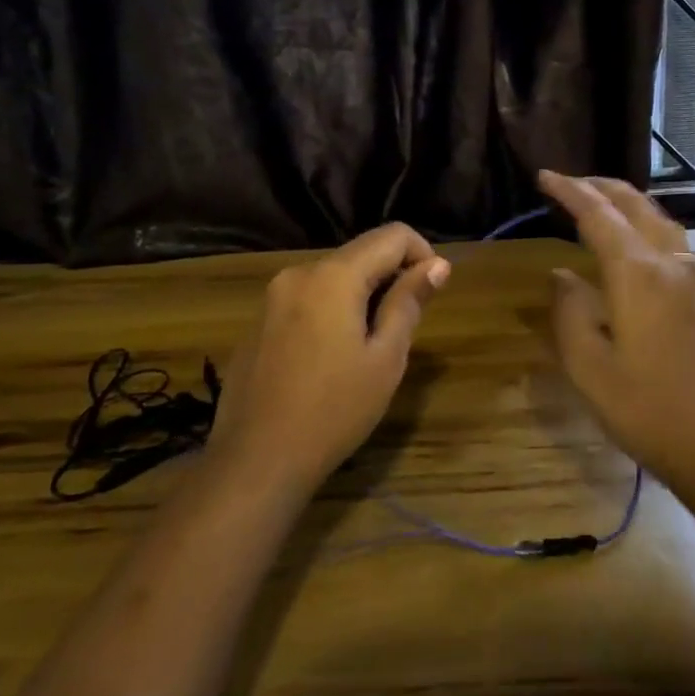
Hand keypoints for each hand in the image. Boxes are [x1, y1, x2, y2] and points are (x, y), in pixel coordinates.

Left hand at [209, 224, 449, 495]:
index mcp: (334, 275)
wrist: (257, 460)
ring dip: (362, 295)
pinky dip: (332, 310)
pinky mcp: (259, 322)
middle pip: (360, 253)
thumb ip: (409, 301)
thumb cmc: (334, 410)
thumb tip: (437, 265)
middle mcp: (299, 272)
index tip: (432, 293)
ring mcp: (272, 297)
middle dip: (392, 276)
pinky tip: (332, 358)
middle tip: (407, 326)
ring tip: (372, 346)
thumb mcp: (385, 357)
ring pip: (333, 276)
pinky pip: (307, 299)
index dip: (423, 254)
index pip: (393, 235)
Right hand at [540, 171, 694, 484]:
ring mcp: (694, 277)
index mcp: (637, 273)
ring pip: (660, 219)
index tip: (544, 176)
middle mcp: (670, 263)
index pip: (598, 215)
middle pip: (634, 206)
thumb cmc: (640, 405)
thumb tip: (563, 274)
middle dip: (600, 187)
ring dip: (628, 203)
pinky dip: (655, 231)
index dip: (569, 192)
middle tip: (567, 184)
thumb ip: (570, 308)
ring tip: (600, 202)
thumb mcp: (585, 362)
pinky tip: (648, 247)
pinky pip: (679, 246)